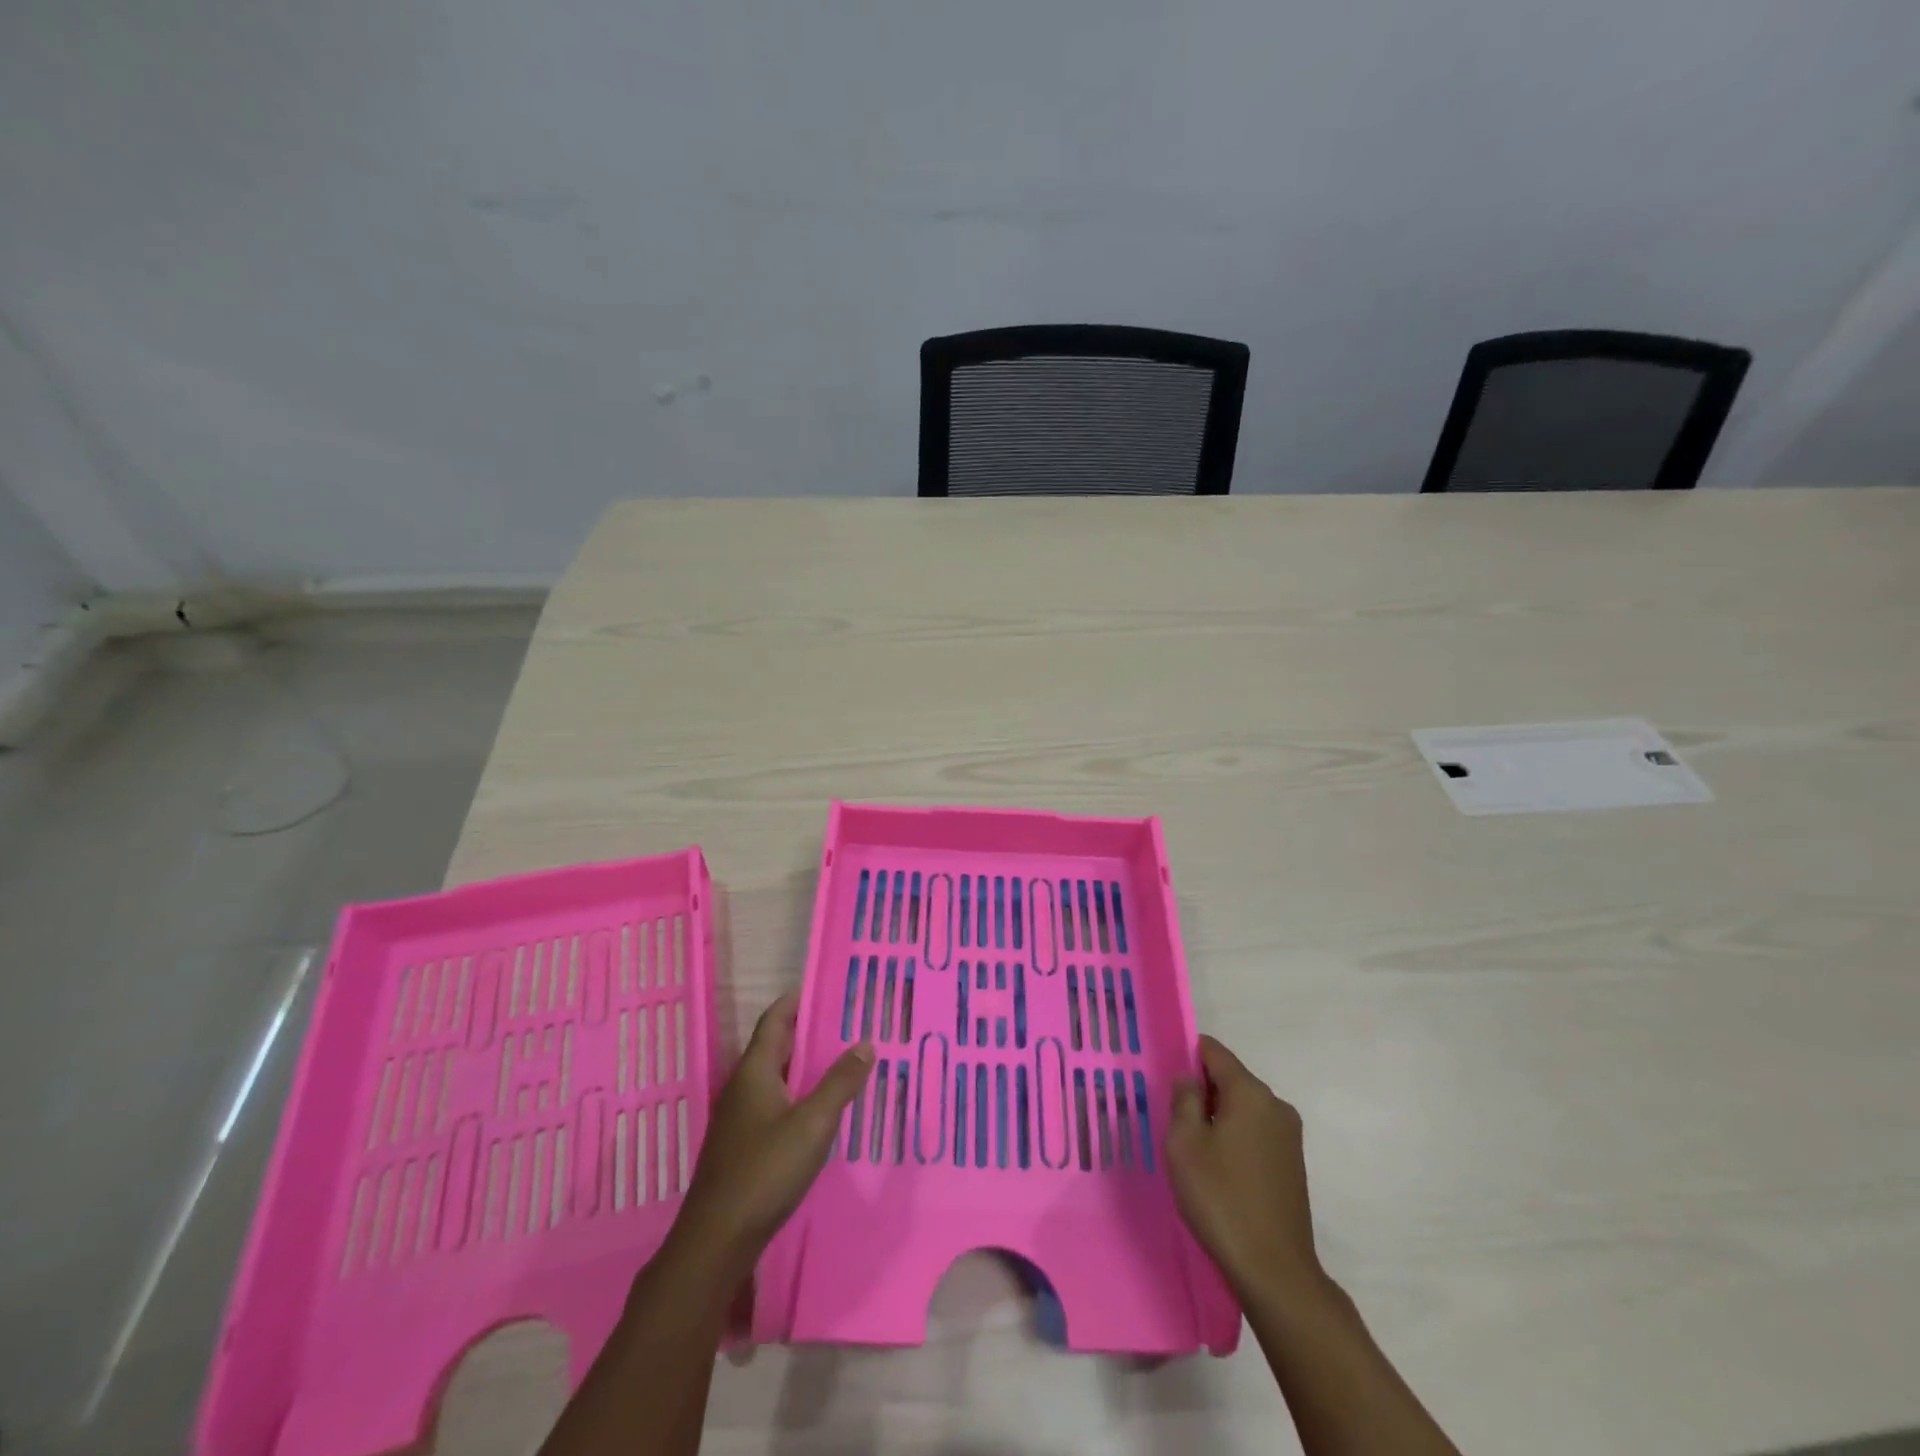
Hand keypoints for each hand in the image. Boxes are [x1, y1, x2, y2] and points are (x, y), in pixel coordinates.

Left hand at [670, 993, 872, 1277]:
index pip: (775, 1020)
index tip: (826, 985)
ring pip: (777, 1076)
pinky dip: (799, 1092)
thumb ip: (840, 1082)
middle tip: (846, 1020)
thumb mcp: (812, 1124)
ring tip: (842, 1058)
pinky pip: (776, 1101)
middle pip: (776, 1045)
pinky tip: (821, 1106)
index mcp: (754, 1071)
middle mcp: (743, 1086)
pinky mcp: (744, 1144)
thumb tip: (865, 1042)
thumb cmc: (765, 1171)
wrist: (717, 1240)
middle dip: (808, 1030)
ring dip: (805, 1064)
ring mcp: (741, 1117)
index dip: (797, 1000)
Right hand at [1167, 1036, 1321, 1299]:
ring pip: (1243, 1108)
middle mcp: (1276, 1106)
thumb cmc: (1221, 1198)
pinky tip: (1218, 1170)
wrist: (1274, 1271)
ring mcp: (1289, 1137)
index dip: (1187, 1056)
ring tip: (1193, 1149)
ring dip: (1218, 1118)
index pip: (1214, 1052)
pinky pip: (1255, 1133)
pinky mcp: (1292, 1164)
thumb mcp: (1185, 1143)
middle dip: (1202, 1091)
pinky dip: (1234, 1138)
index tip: (1166, 1079)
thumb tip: (1189, 1079)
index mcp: (1251, 1092)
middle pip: (1230, 1079)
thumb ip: (1184, 1100)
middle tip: (1173, 1119)